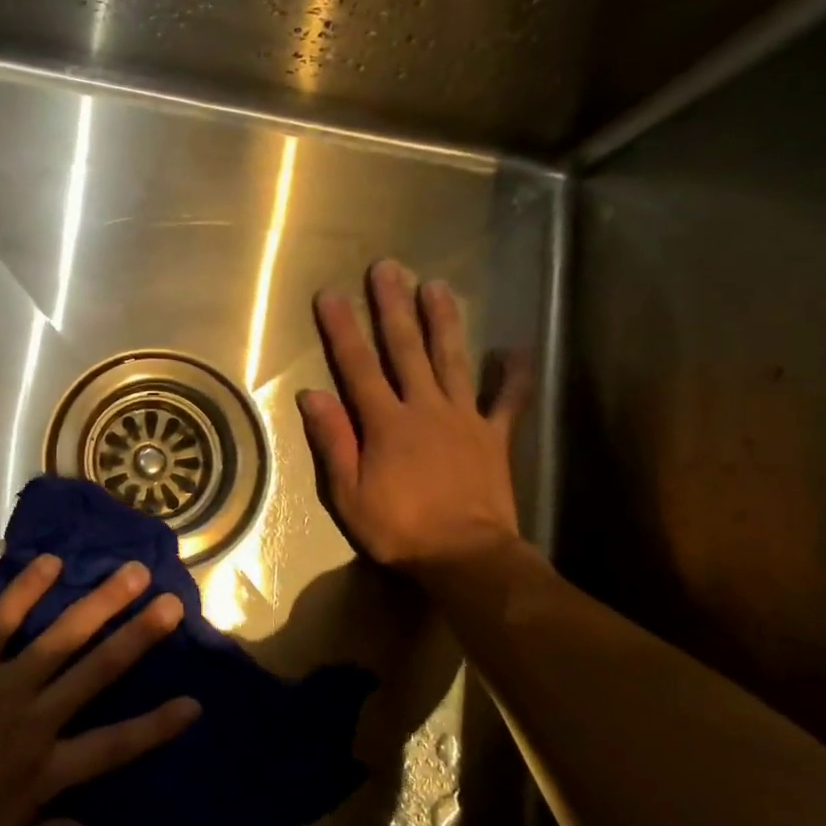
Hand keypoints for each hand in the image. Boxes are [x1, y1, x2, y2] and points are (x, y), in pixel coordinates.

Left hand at [0, 555, 199, 825]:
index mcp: (45, 770)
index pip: (114, 747)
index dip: (156, 726)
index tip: (194, 704)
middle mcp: (36, 718)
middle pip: (97, 673)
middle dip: (138, 638)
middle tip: (171, 604)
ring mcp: (3, 684)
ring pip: (61, 638)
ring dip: (98, 604)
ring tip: (130, 574)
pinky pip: (1, 623)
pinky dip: (25, 593)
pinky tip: (49, 563)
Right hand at [298, 259, 530, 578]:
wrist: (466, 558)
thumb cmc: (399, 529)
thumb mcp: (348, 493)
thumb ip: (333, 441)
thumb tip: (311, 394)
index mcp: (385, 422)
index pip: (357, 366)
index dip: (342, 329)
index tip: (331, 295)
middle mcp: (424, 408)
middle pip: (406, 348)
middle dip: (393, 306)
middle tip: (388, 267)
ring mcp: (463, 418)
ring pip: (452, 359)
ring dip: (443, 321)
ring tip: (437, 285)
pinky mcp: (493, 436)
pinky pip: (506, 401)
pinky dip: (511, 376)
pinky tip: (514, 350)